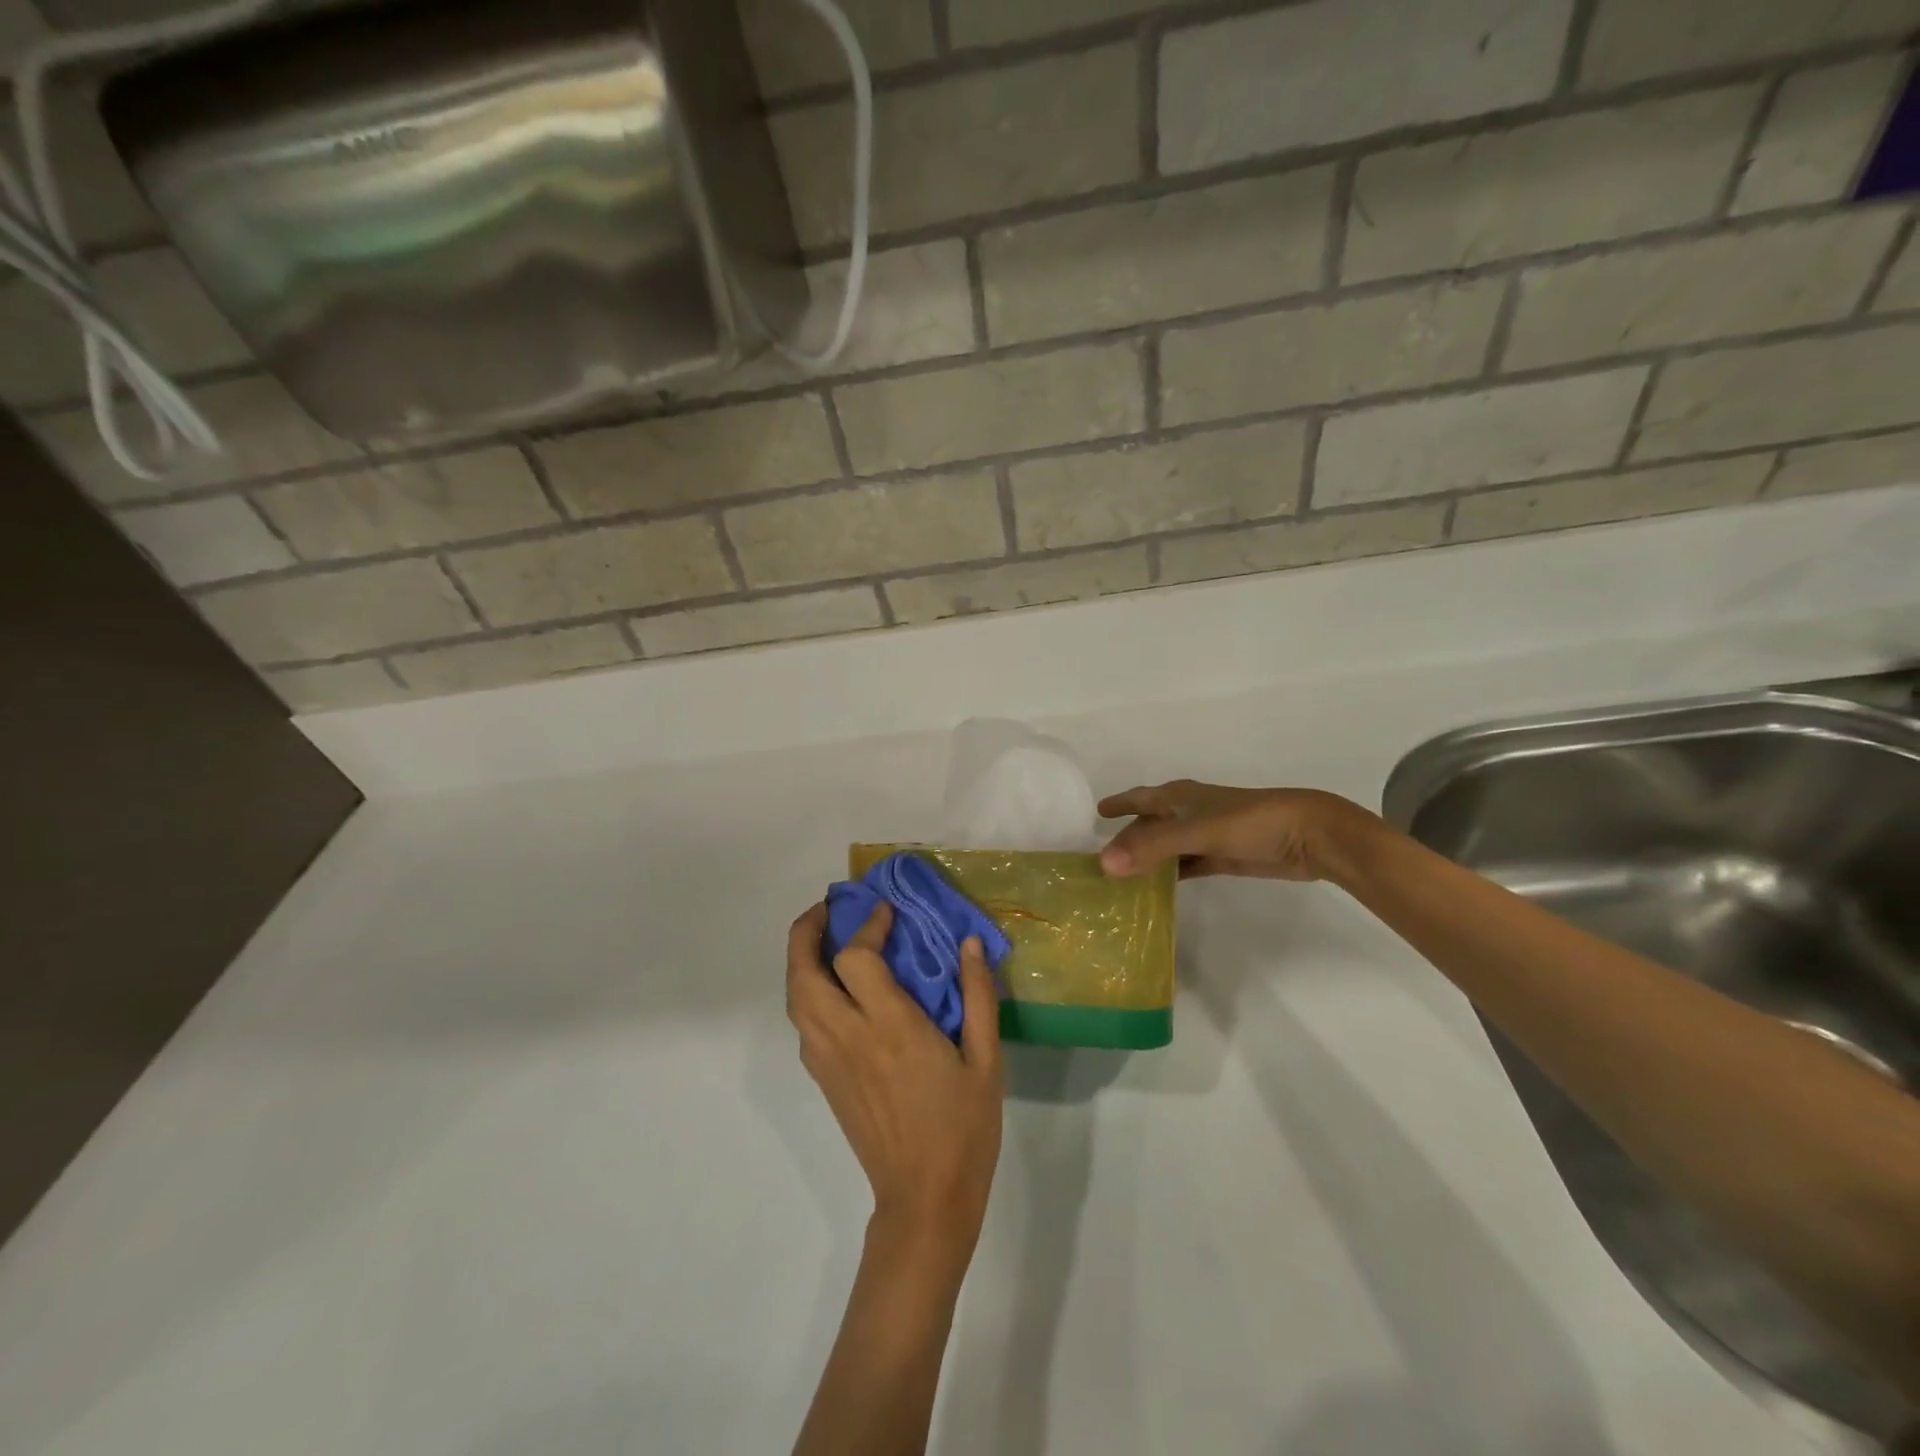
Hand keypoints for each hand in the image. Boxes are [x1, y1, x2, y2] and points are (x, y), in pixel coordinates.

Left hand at [786, 901, 1003, 1255]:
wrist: (924, 1199)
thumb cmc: (963, 1128)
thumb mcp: (987, 1059)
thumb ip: (978, 996)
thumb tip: (969, 943)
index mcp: (890, 1027)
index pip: (856, 958)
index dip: (867, 925)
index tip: (886, 910)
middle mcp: (848, 1037)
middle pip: (803, 972)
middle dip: (807, 931)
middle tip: (830, 909)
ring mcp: (828, 1060)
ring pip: (795, 998)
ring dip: (801, 960)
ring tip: (827, 940)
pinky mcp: (823, 1080)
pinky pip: (803, 1024)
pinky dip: (807, 992)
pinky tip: (836, 989)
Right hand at [1098, 780, 1376, 880]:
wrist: (1308, 835)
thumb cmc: (1250, 822)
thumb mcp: (1197, 832)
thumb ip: (1152, 847)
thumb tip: (1104, 864)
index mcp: (1180, 797)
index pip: (1140, 798)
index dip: (1119, 804)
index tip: (1095, 814)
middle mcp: (1189, 812)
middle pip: (1150, 825)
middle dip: (1128, 837)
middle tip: (1101, 860)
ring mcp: (1207, 835)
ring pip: (1167, 847)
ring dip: (1148, 859)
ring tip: (1121, 878)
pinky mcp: (1223, 857)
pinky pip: (1187, 865)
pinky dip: (1171, 874)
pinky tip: (1157, 889)